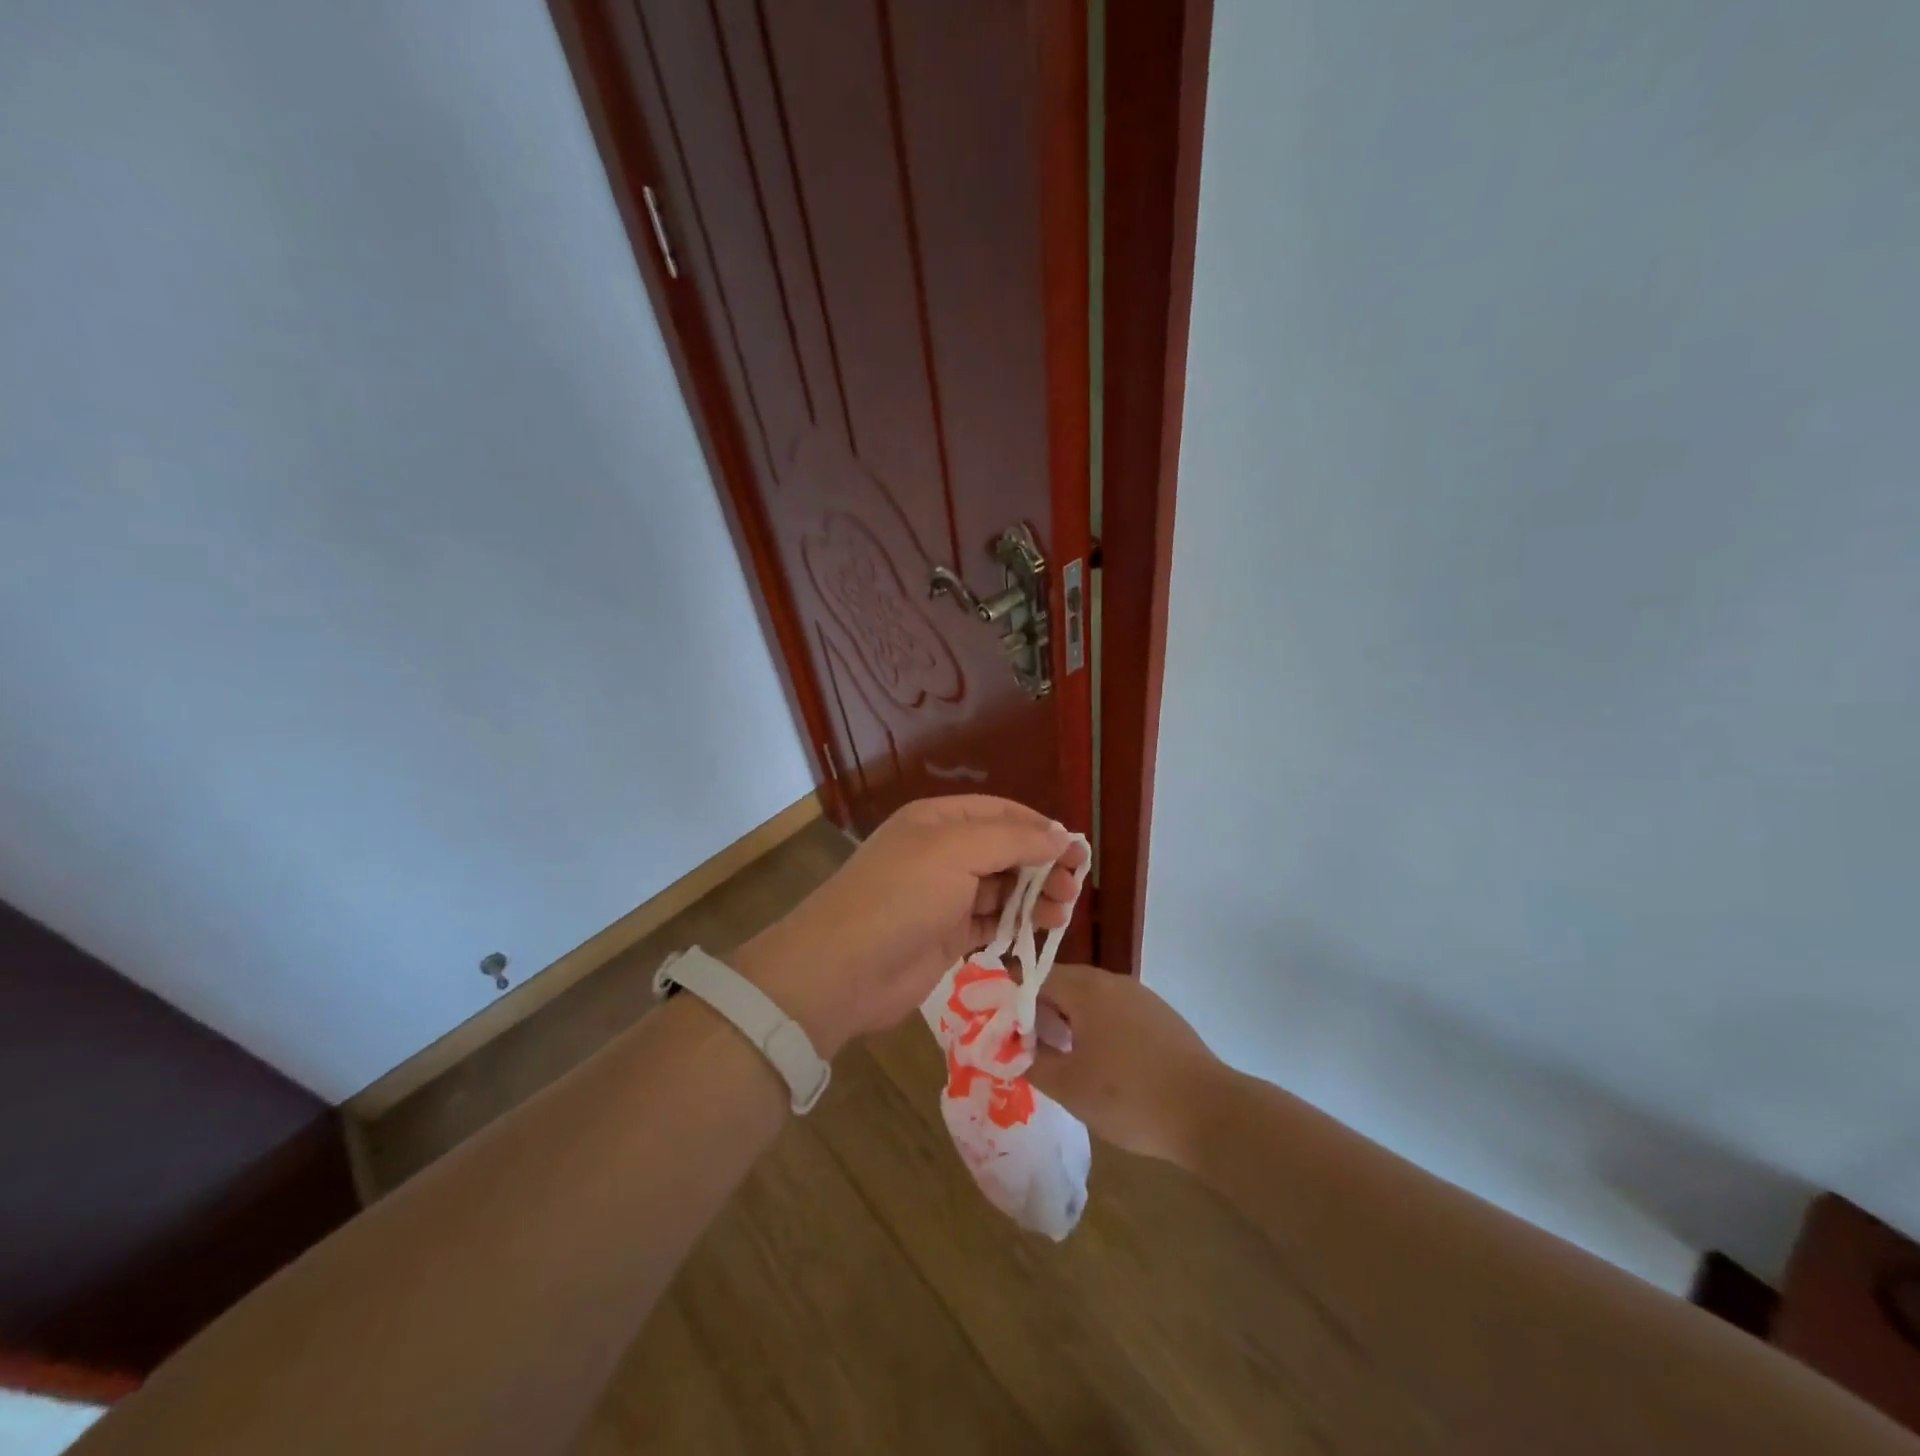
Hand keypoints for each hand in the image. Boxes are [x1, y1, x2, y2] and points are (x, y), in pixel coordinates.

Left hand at [736, 796, 1087, 1056]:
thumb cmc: (902, 895)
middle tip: (1073, 887)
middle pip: (1003, 851)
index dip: (1038, 828)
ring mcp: (942, 896)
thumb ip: (1011, 840)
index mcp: (937, 821)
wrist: (845, 969)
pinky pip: (989, 923)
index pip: (999, 813)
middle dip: (1040, 865)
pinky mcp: (944, 936)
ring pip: (1000, 889)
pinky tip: (1039, 931)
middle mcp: (940, 853)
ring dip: (1033, 897)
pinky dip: (1014, 925)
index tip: (1075, 849)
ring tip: (1063, 912)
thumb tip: (1058, 835)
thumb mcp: (956, 851)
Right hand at [1027, 963, 1226, 1166]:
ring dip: (1069, 1021)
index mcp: (1086, 988)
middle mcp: (1113, 981)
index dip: (1012, 1000)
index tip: (998, 1028)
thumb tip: (1008, 1048)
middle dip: (1040, 1012)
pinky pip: (1116, 1013)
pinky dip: (1097, 1029)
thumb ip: (1031, 1062)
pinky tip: (1099, 1063)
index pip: (1035, 978)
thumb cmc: (1129, 1096)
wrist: (1210, 1112)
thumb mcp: (1069, 1086)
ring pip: (1091, 1000)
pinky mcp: (1161, 1018)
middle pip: (1064, 985)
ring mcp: (1141, 997)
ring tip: (1057, 1056)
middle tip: (1023, 1045)